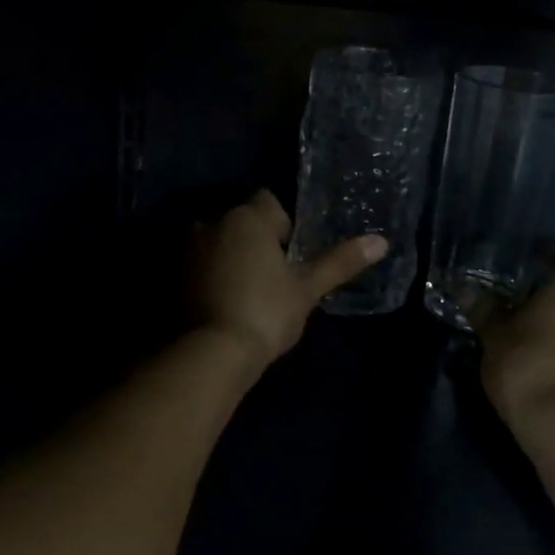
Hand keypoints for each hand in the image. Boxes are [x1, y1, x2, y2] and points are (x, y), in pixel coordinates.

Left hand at [188, 190, 388, 372]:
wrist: (211, 352)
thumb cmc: (265, 313)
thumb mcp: (306, 289)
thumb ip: (340, 262)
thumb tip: (381, 241)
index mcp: (247, 218)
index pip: (268, 201)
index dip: (281, 223)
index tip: (290, 254)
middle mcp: (213, 222)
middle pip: (241, 220)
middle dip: (255, 240)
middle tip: (272, 276)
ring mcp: (188, 248)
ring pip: (218, 240)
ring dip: (231, 255)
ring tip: (248, 291)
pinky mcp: (173, 273)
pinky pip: (200, 262)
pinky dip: (212, 273)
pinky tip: (225, 300)